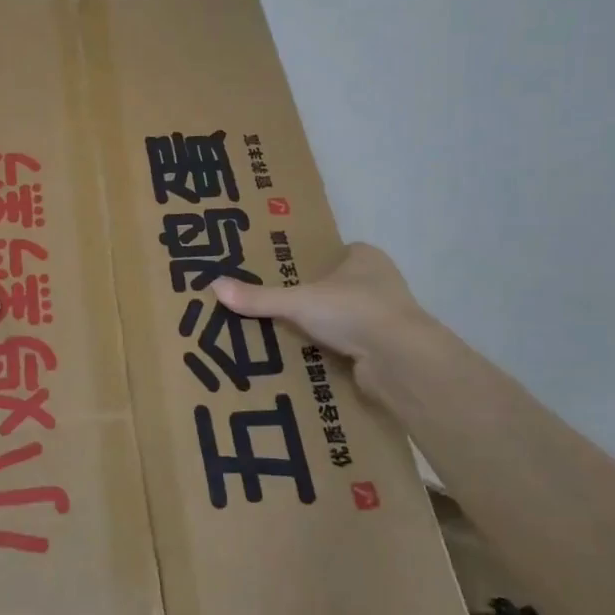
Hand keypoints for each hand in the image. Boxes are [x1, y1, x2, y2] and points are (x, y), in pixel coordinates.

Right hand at [213, 243, 433, 404]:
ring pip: (347, 318)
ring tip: (286, 337)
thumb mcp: (298, 301)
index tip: (286, 276)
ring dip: (325, 328)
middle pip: (340, 287)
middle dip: (315, 299)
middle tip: (279, 308)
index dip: (313, 263)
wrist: (400, 359)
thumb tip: (215, 286)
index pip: (337, 253)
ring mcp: (387, 317)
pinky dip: (335, 352)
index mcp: (366, 258)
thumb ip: (259, 297)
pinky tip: (308, 360)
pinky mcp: (387, 349)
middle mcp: (381, 283)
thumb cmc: (353, 311)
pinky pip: (353, 346)